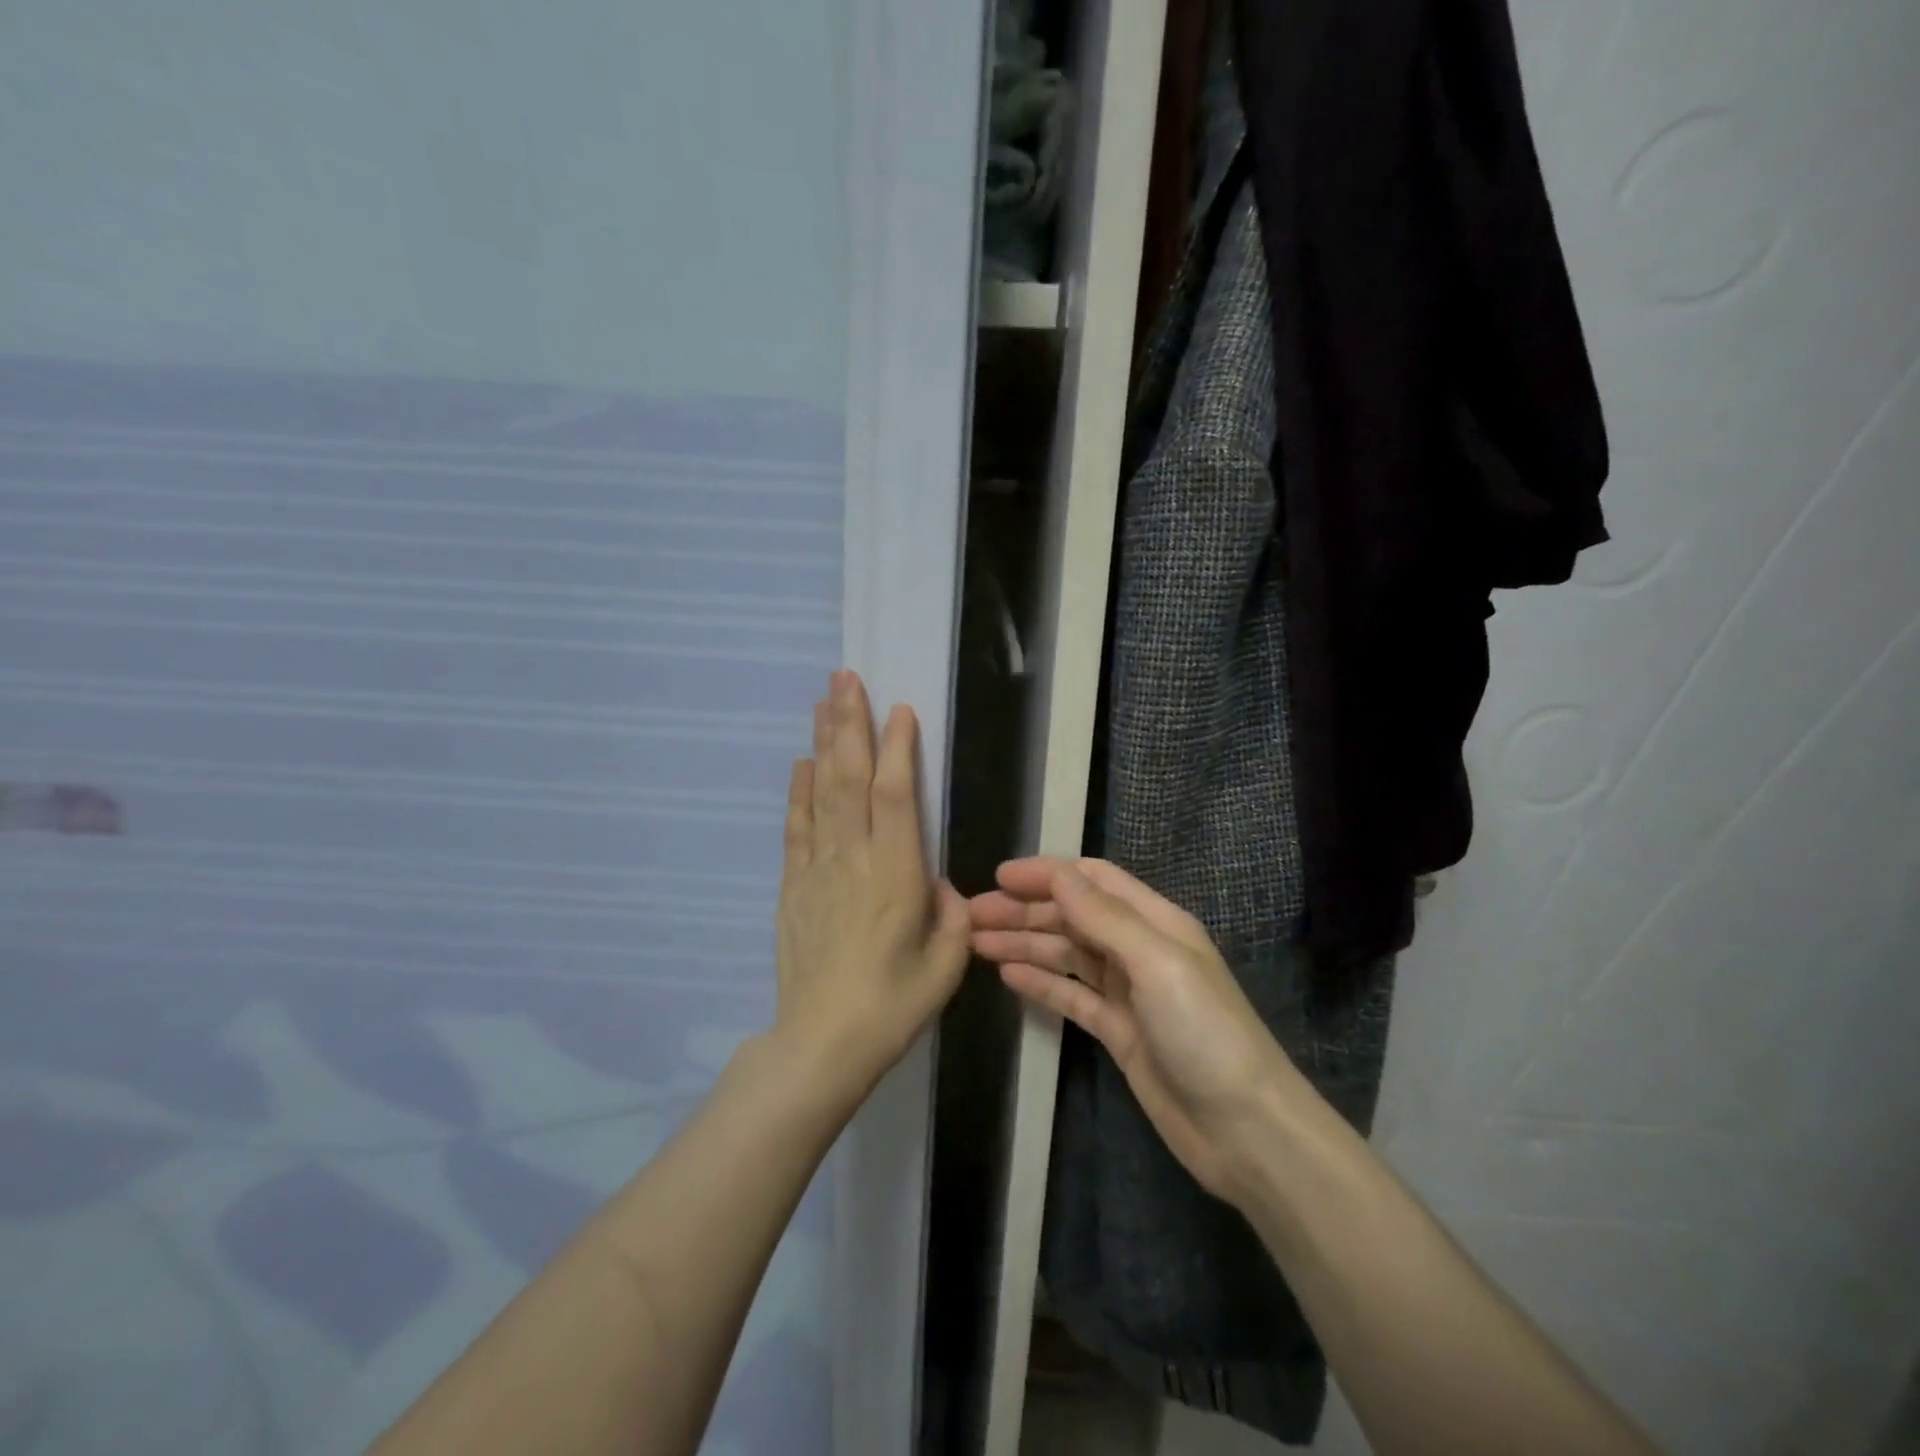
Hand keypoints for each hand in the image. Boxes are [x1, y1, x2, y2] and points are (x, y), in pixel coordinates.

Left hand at [773, 671, 969, 1104]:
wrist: (821, 1044)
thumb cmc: (893, 1006)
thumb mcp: (947, 964)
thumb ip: (952, 913)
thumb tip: (937, 882)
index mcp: (896, 876)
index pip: (896, 796)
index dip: (897, 748)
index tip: (900, 709)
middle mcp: (854, 860)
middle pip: (850, 779)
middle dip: (850, 725)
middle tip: (846, 678)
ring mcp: (817, 870)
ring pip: (821, 793)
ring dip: (824, 744)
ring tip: (824, 701)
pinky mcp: (794, 886)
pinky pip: (797, 827)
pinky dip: (799, 791)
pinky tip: (802, 762)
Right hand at [969, 857, 1303, 1202]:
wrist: (1245, 1130)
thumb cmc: (1205, 1033)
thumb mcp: (1158, 964)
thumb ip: (1106, 918)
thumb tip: (1058, 874)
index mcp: (1155, 922)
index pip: (1093, 881)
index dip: (1047, 873)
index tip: (998, 876)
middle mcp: (1138, 948)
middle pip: (1072, 916)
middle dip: (1024, 910)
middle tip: (972, 915)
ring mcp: (1127, 992)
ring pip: (1066, 954)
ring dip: (1024, 943)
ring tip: (977, 943)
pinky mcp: (1117, 1031)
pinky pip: (1071, 996)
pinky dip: (1040, 982)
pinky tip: (1008, 975)